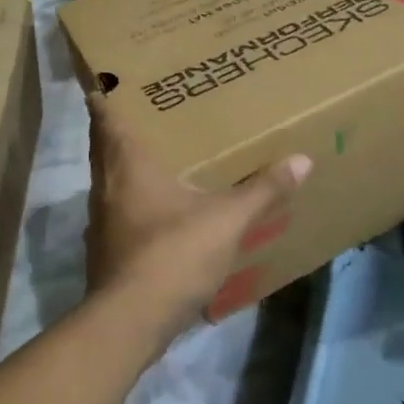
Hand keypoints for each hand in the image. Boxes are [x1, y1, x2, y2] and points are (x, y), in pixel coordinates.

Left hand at [84, 93, 311, 346]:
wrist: (130, 323)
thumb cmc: (173, 253)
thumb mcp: (227, 219)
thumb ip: (262, 189)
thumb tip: (302, 159)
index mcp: (127, 164)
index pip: (104, 117)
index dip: (104, 96)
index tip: (111, 81)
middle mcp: (105, 186)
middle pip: (103, 147)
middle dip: (118, 129)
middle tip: (146, 113)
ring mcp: (100, 222)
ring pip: (108, 181)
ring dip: (124, 167)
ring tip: (156, 157)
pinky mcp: (105, 252)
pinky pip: (116, 213)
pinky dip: (131, 202)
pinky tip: (157, 211)